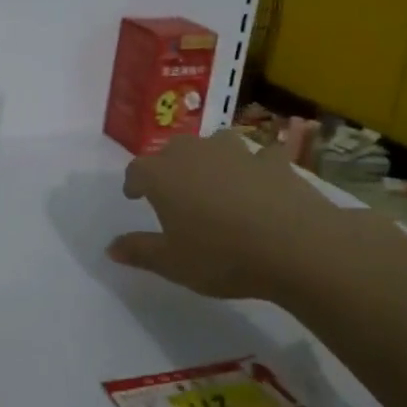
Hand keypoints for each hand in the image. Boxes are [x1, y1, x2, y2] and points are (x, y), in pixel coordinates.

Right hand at [107, 129, 357, 304]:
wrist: (295, 245)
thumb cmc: (222, 255)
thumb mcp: (172, 263)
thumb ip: (140, 251)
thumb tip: (111, 247)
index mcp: (163, 175)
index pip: (137, 169)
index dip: (134, 182)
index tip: (135, 196)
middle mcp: (195, 153)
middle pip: (173, 150)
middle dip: (169, 166)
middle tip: (173, 190)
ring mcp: (237, 152)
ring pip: (215, 143)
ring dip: (211, 157)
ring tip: (215, 178)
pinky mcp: (274, 161)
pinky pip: (260, 156)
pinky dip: (257, 165)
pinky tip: (262, 180)